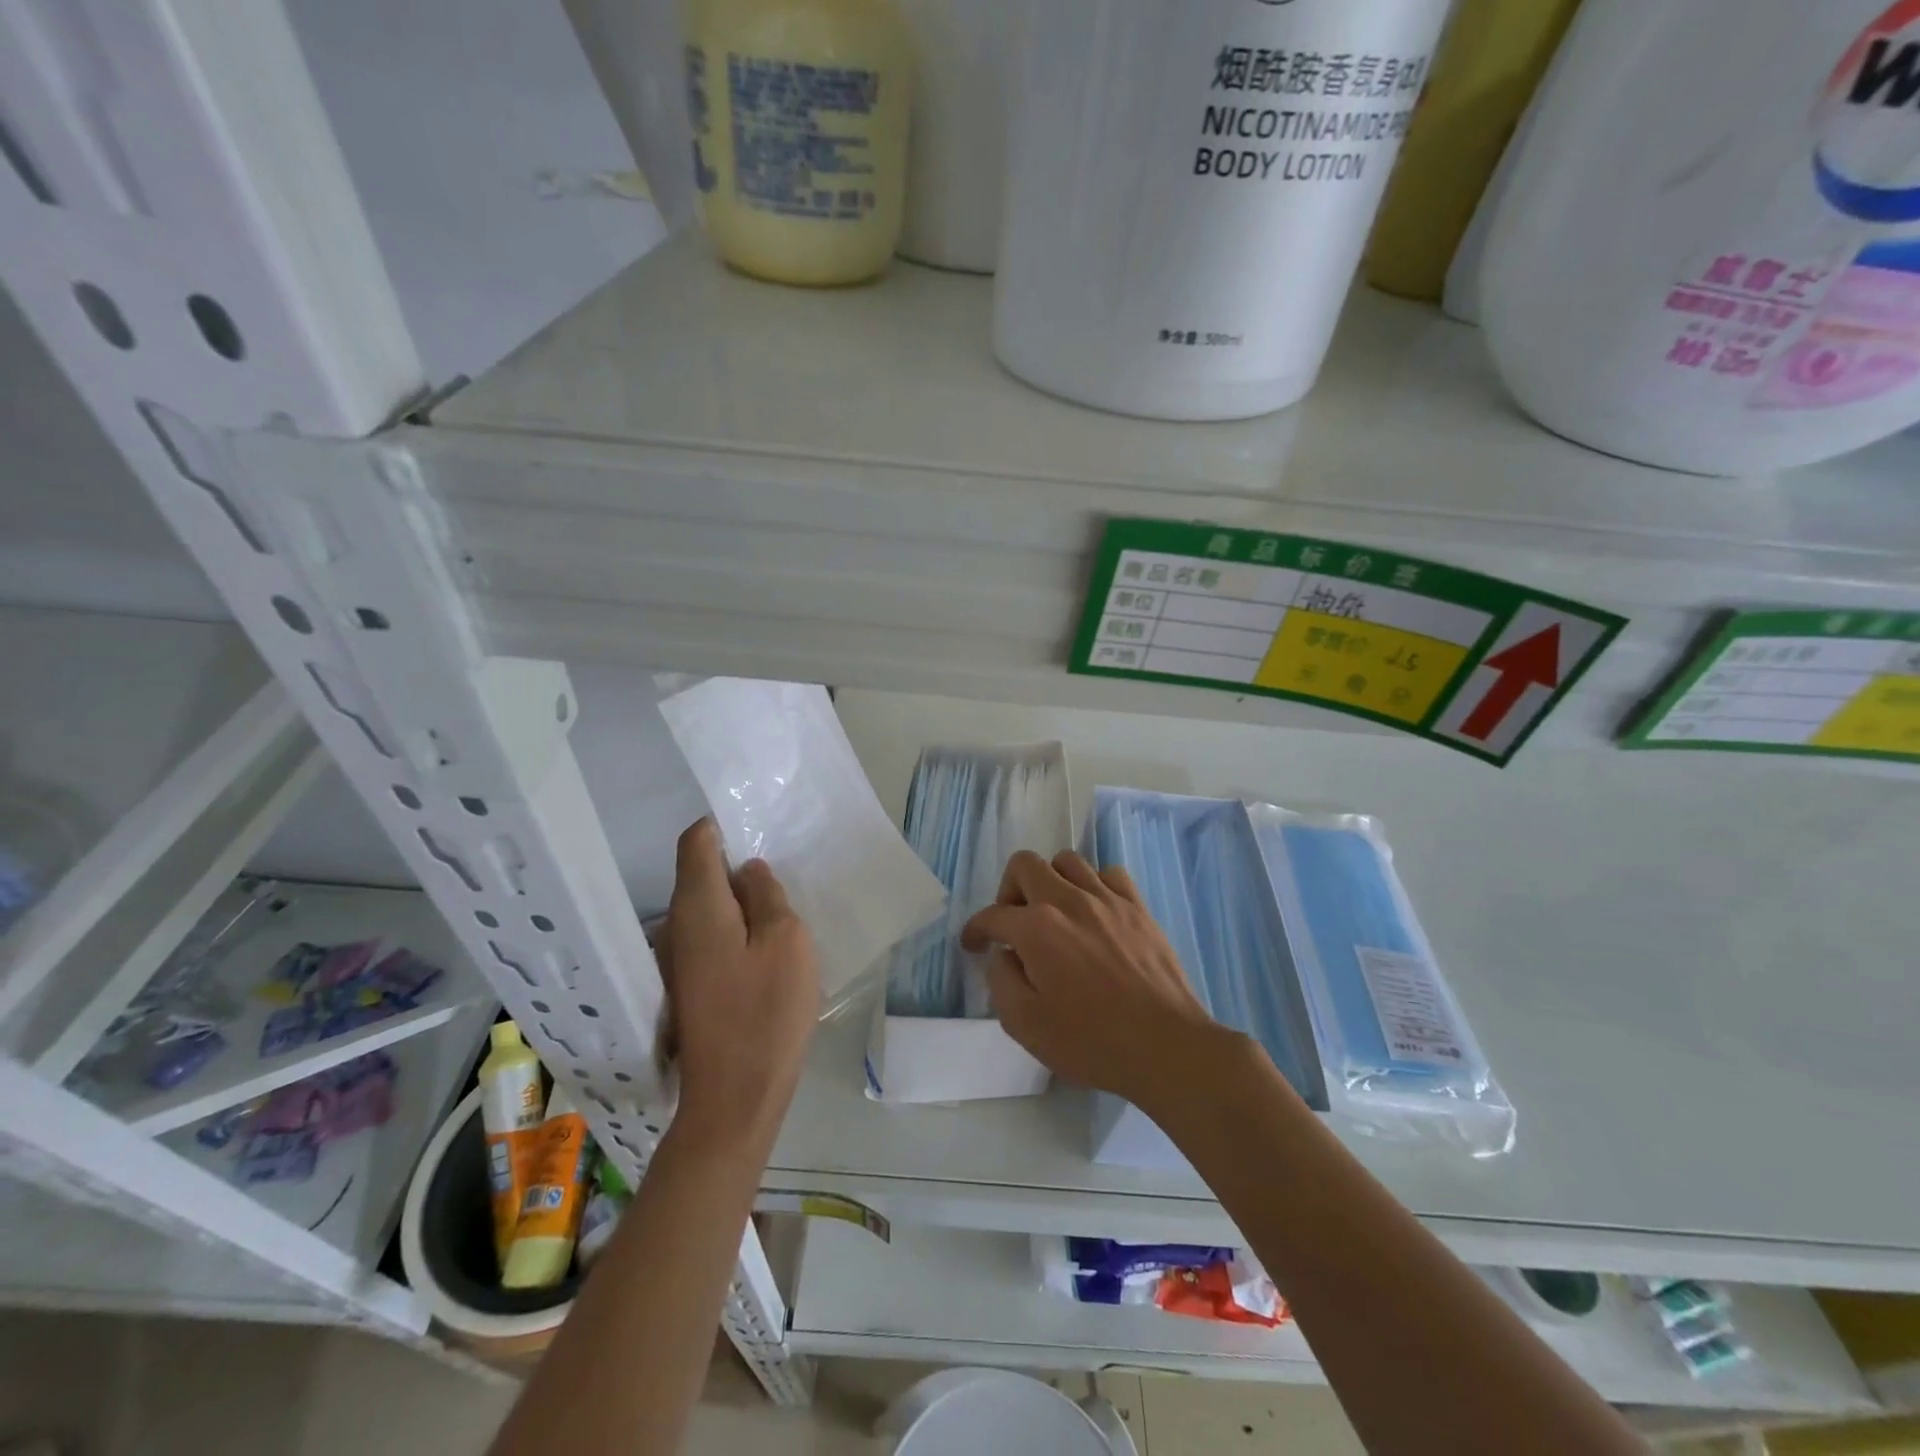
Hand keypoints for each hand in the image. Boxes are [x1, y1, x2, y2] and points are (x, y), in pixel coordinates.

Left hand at [662, 818, 818, 1150]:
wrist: (734, 1099)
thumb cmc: (765, 1012)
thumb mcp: (786, 941)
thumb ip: (767, 896)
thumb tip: (749, 870)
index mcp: (697, 907)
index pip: (696, 841)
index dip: (723, 827)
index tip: (760, 832)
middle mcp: (675, 926)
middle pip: (700, 874)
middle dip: (739, 867)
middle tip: (785, 877)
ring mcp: (678, 959)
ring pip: (709, 908)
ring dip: (742, 903)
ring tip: (784, 913)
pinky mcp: (689, 986)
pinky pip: (712, 938)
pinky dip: (737, 931)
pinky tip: (768, 950)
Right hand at [961, 850, 1234, 1114]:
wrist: (1165, 1045)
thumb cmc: (1091, 1041)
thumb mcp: (1025, 1025)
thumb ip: (1001, 981)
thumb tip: (1003, 956)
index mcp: (1036, 928)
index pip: (992, 916)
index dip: (975, 929)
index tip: (974, 945)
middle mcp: (1068, 900)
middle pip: (1025, 864)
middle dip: (1009, 889)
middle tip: (1014, 923)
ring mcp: (1107, 899)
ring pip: (1067, 861)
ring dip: (1051, 881)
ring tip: (1054, 913)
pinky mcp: (1138, 907)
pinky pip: (1109, 874)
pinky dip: (1094, 885)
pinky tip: (1094, 912)